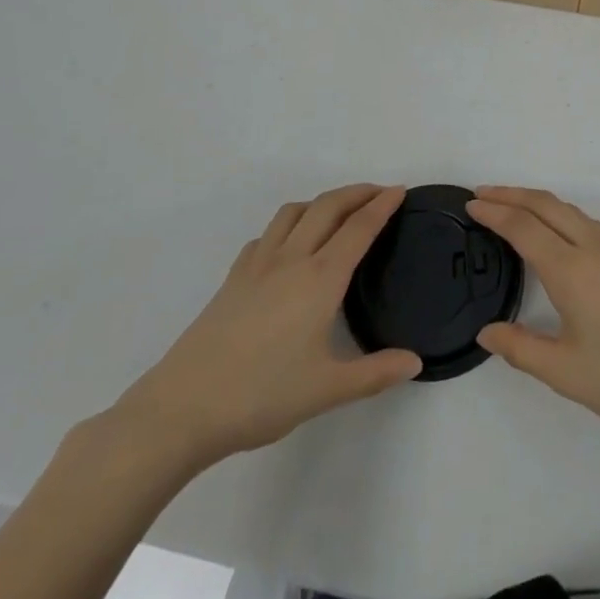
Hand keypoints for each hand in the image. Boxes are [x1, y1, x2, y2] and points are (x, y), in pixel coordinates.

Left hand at [110, 185, 420, 473]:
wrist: (183, 407)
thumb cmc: (261, 395)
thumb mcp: (327, 390)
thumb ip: (375, 374)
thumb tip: (415, 362)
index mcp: (320, 279)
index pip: (359, 228)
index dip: (382, 205)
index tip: (400, 190)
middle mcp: (291, 259)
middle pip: (328, 207)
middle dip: (357, 192)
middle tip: (379, 193)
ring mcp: (258, 265)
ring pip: (294, 212)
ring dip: (321, 202)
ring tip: (337, 212)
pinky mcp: (233, 278)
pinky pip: (267, 234)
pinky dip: (289, 225)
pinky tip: (289, 246)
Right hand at [467, 187, 599, 446]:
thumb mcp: (566, 373)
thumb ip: (520, 348)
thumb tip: (486, 332)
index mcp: (572, 270)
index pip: (523, 227)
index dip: (494, 211)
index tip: (471, 204)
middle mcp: (595, 246)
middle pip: (546, 204)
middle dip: (511, 194)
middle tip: (484, 193)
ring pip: (572, 210)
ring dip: (539, 202)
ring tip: (516, 209)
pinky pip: (592, 223)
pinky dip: (564, 216)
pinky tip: (562, 235)